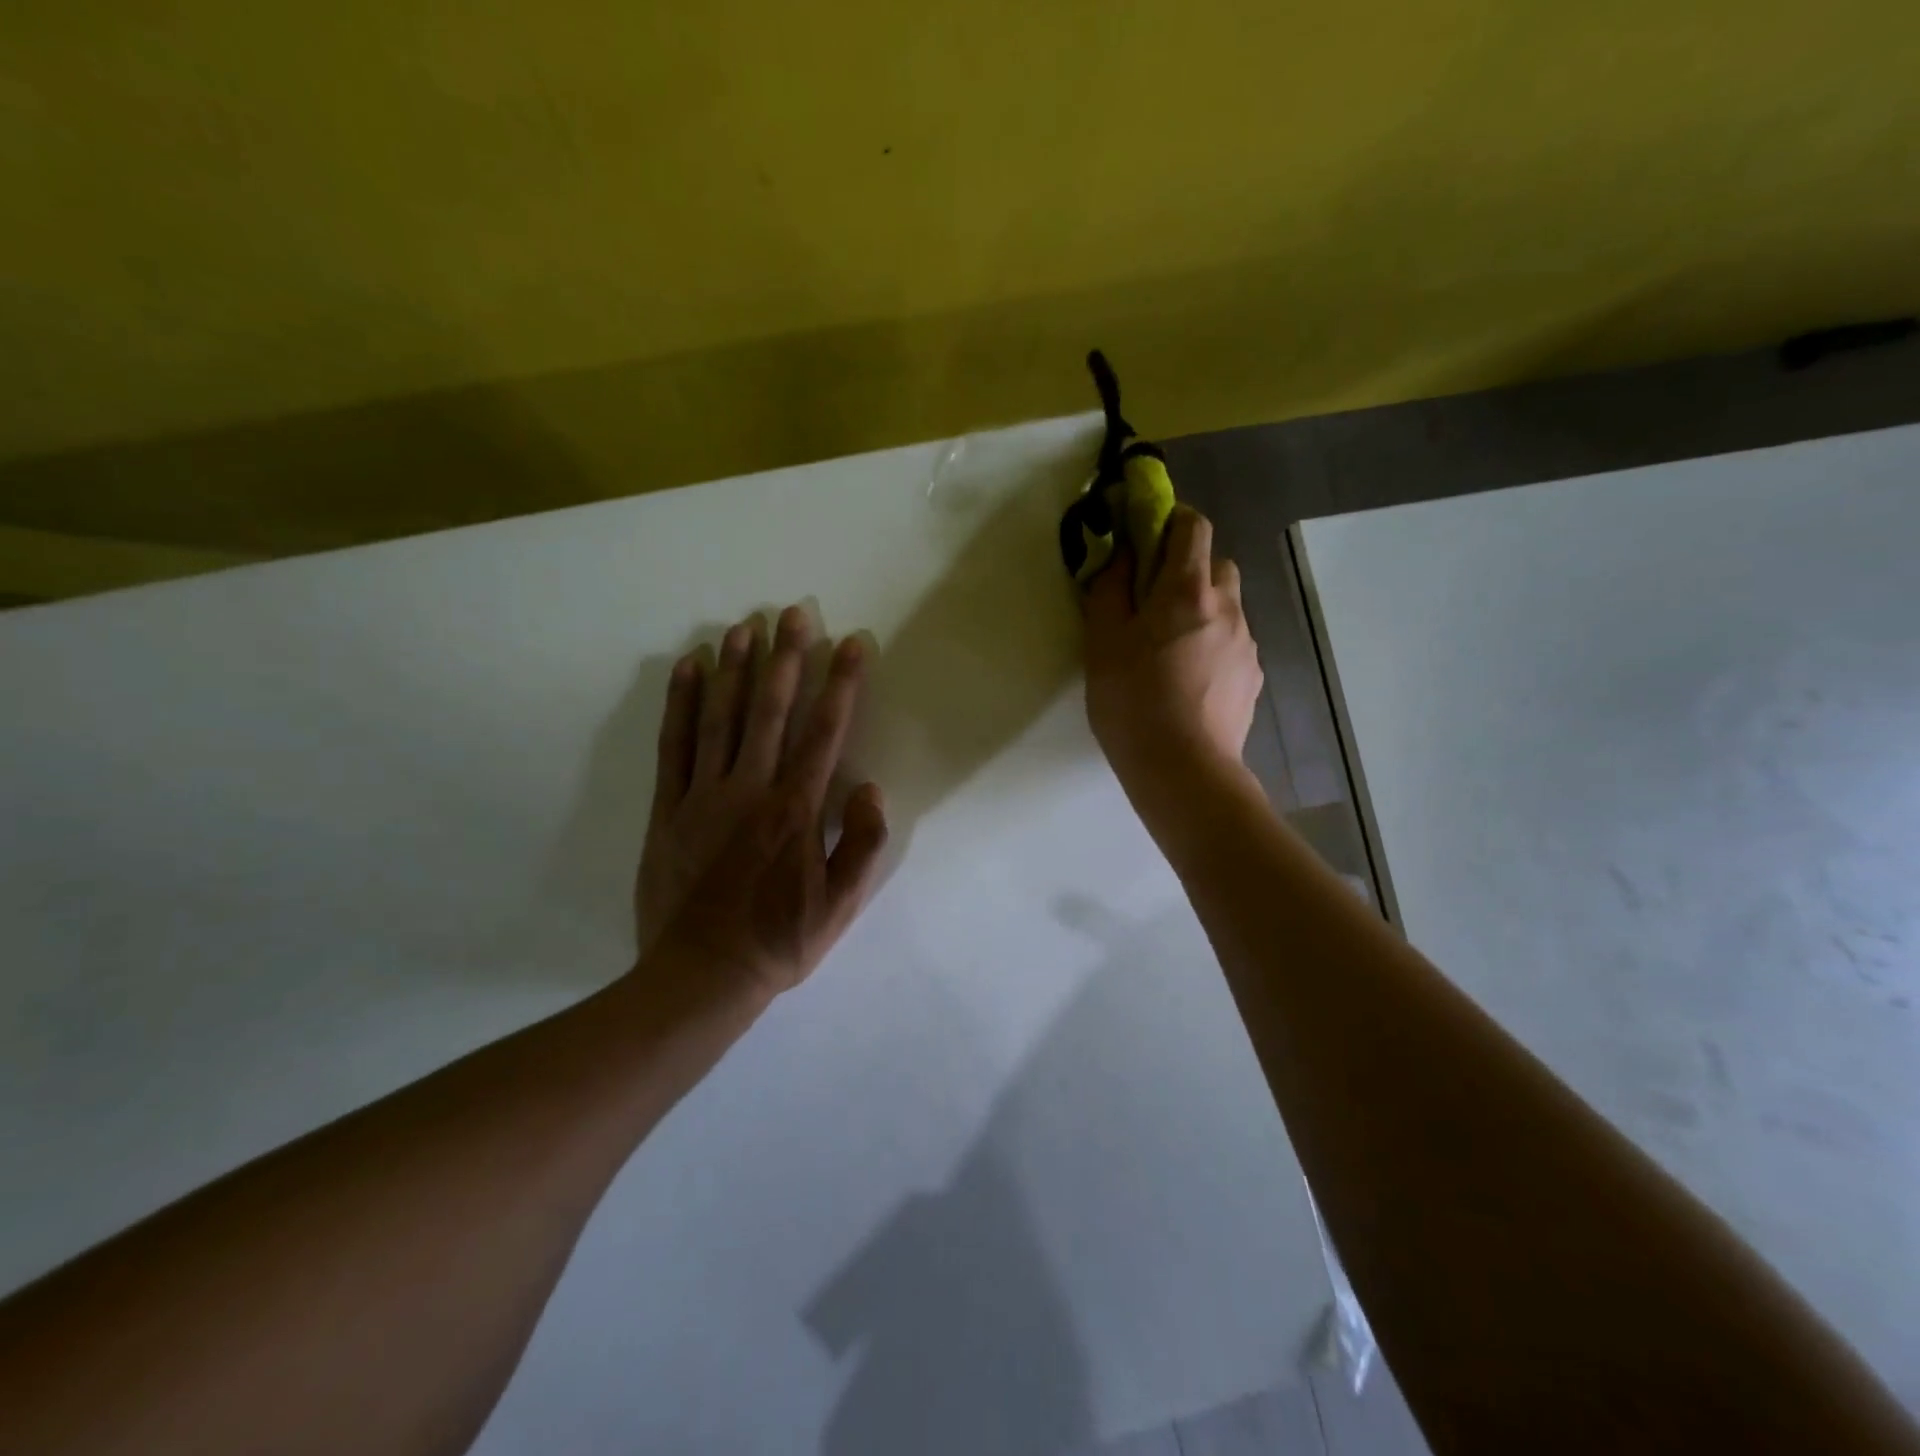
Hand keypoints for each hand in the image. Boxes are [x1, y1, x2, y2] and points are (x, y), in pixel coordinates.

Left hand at [636, 606, 888, 999]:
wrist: (699, 977)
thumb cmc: (778, 941)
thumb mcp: (840, 906)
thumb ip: (862, 846)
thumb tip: (870, 789)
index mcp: (796, 810)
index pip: (825, 732)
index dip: (842, 683)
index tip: (852, 642)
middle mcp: (751, 789)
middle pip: (771, 711)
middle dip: (787, 657)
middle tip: (795, 611)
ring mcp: (704, 795)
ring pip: (721, 717)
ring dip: (735, 667)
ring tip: (746, 625)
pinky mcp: (669, 808)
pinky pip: (674, 745)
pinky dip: (681, 702)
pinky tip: (690, 668)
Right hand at [1083, 506, 1263, 829]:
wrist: (1183, 769)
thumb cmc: (1133, 701)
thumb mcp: (1102, 643)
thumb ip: (1109, 590)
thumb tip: (1119, 554)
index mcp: (1186, 590)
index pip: (1192, 526)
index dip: (1171, 519)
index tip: (1146, 536)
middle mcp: (1227, 606)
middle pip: (1216, 564)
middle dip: (1187, 569)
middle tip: (1153, 601)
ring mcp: (1246, 643)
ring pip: (1226, 606)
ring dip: (1202, 610)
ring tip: (1170, 649)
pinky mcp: (1253, 676)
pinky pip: (1233, 643)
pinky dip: (1213, 645)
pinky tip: (1189, 680)